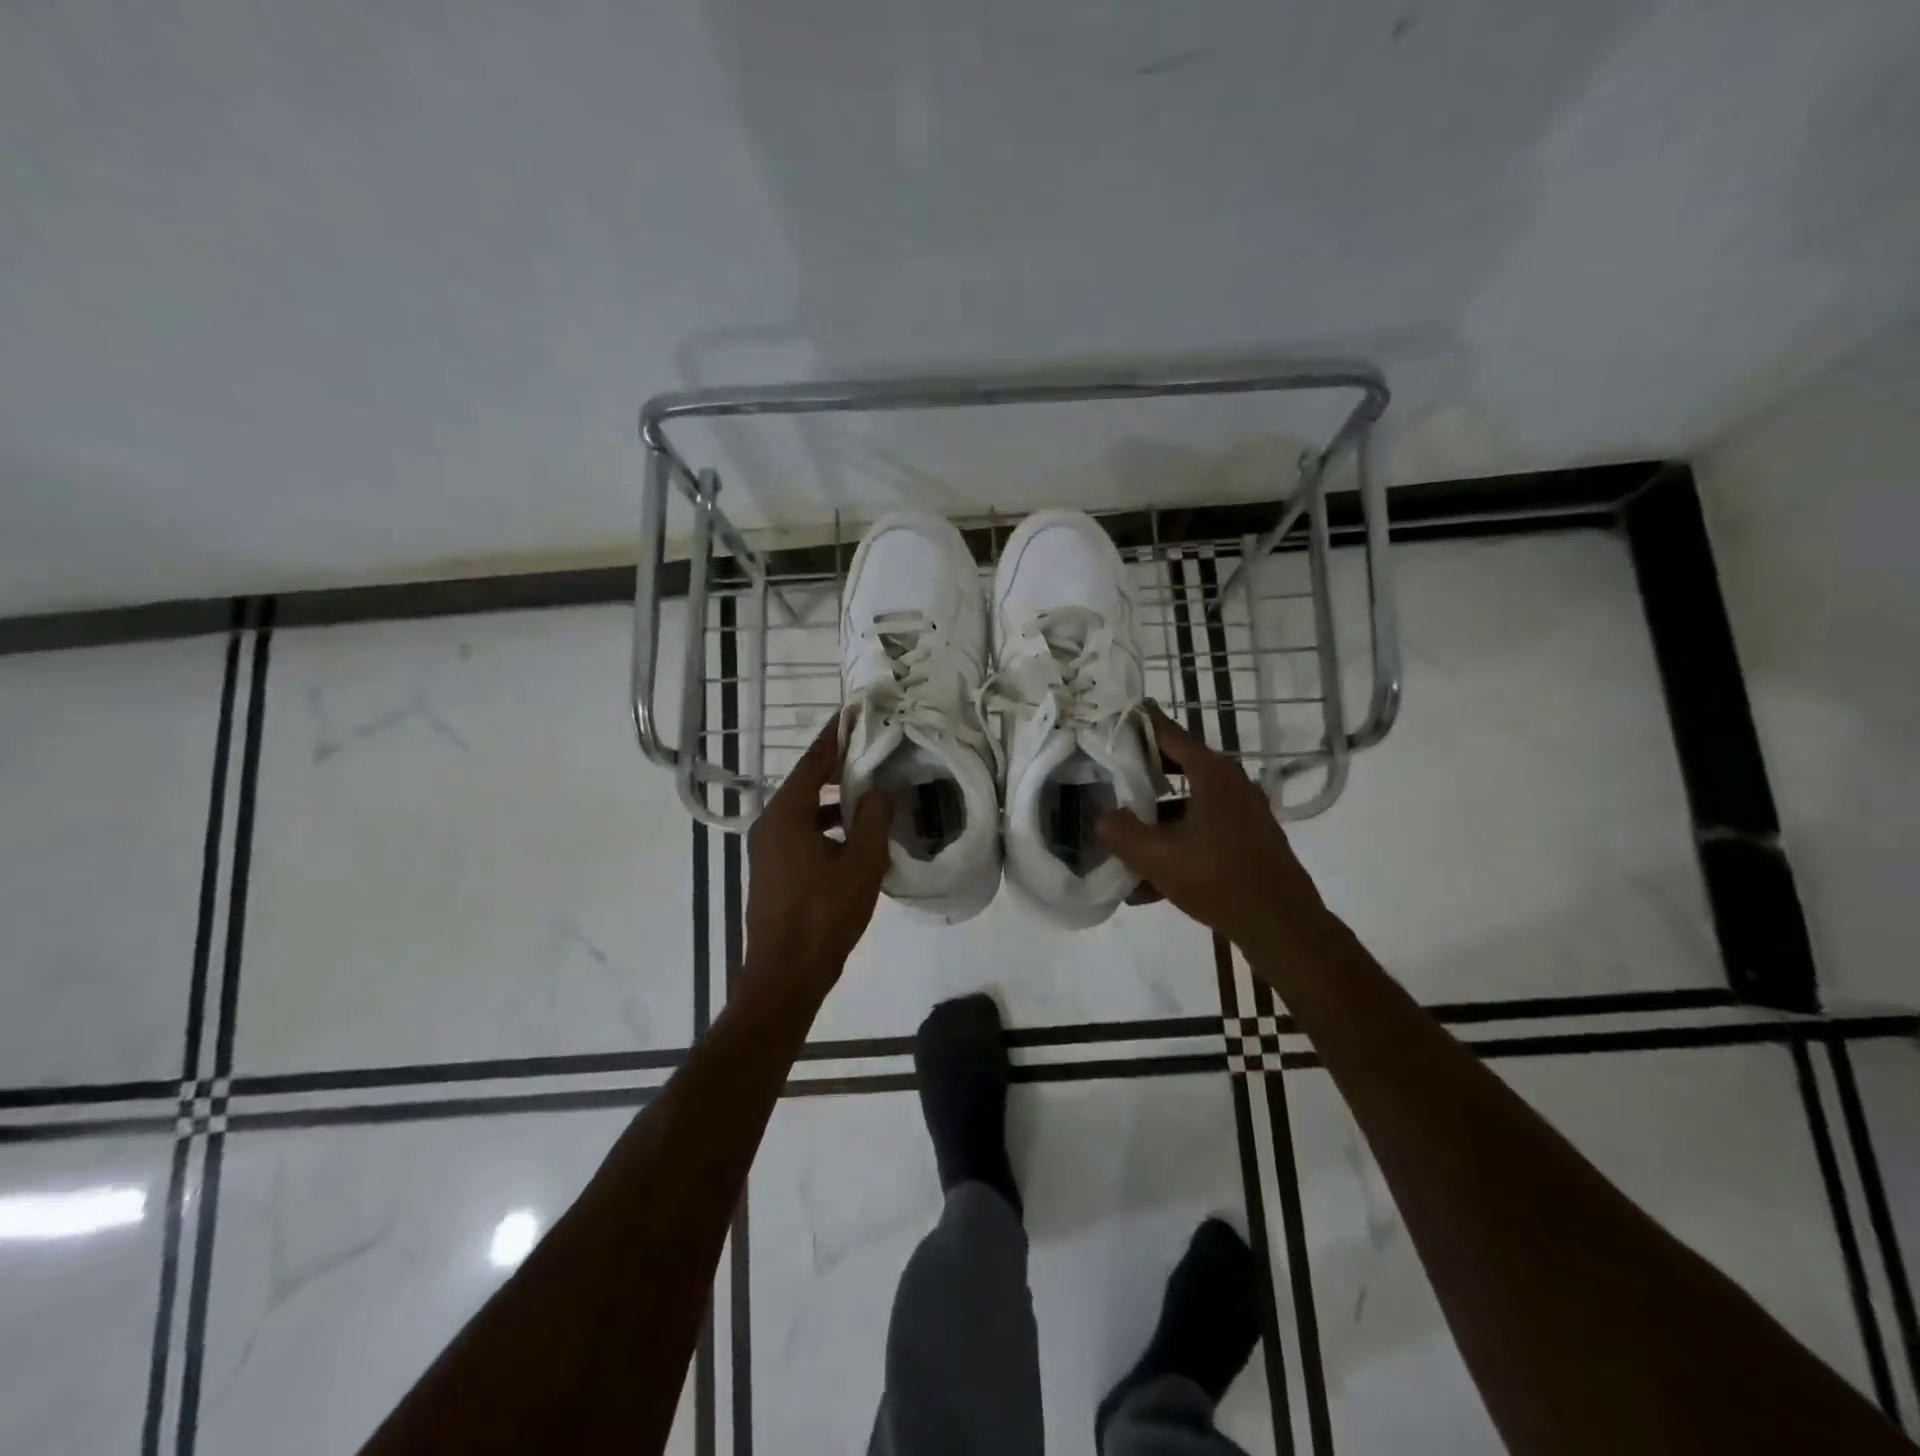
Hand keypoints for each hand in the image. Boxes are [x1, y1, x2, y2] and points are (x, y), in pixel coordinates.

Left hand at [743, 714, 890, 994]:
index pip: (813, 762)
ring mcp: (767, 850)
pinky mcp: (773, 871)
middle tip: (871, 750)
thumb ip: (871, 820)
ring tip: (869, 792)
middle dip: (837, 767)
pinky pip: (801, 834)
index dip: (834, 736)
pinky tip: (853, 836)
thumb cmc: (824, 914)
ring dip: (833, 801)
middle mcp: (770, 824)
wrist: (785, 974)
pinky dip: (825, 826)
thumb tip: (877, 790)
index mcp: (786, 814)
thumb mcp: (861, 864)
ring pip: (804, 811)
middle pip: (805, 783)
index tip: (853, 713)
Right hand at [1098, 704, 1330, 953]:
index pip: (1167, 733)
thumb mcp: (1157, 857)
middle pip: (1175, 767)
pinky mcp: (1246, 840)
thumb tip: (1103, 817)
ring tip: (1119, 846)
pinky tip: (1145, 887)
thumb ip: (1121, 832)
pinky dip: (1174, 849)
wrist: (1282, 926)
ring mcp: (1241, 813)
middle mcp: (1229, 784)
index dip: (1137, 724)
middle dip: (1139, 775)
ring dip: (1153, 824)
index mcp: (1211, 774)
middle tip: (1105, 775)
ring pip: (1186, 807)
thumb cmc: (1219, 880)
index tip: (1110, 716)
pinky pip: (1200, 833)